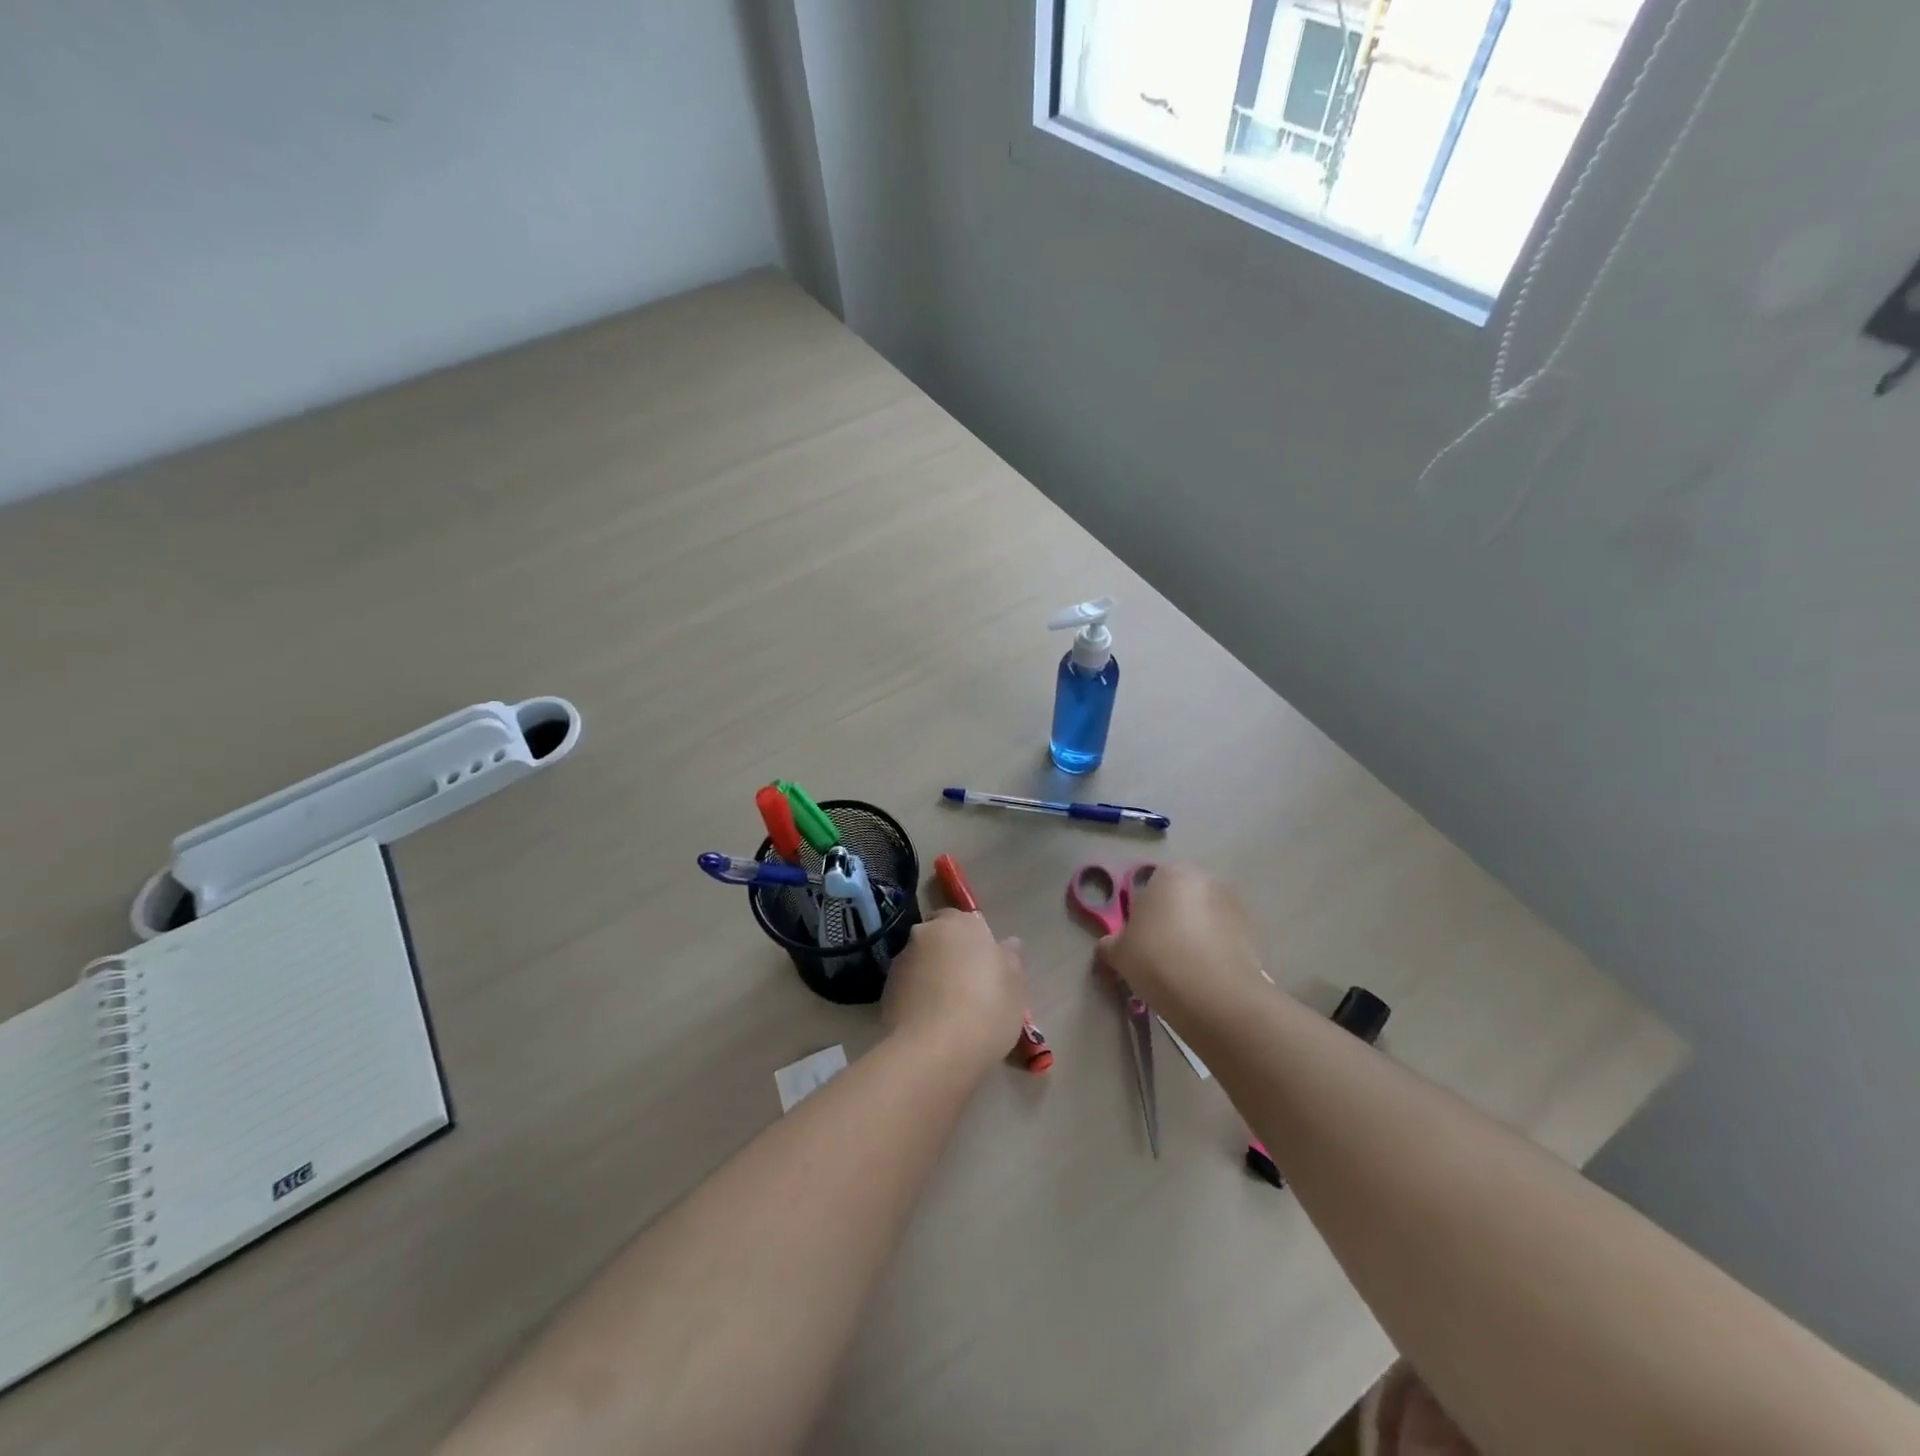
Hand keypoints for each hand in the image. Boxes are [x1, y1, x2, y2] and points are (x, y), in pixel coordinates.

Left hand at [882, 909, 1029, 1067]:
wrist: (933, 1051)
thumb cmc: (986, 1010)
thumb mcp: (1016, 987)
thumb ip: (1012, 959)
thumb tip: (1008, 943)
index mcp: (961, 924)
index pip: (966, 920)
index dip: (975, 941)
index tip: (985, 967)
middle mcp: (927, 933)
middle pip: (940, 938)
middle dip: (949, 954)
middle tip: (967, 987)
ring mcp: (902, 960)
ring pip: (921, 962)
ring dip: (930, 975)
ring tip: (946, 1011)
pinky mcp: (885, 989)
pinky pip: (907, 987)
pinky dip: (916, 997)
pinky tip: (928, 1023)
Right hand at [1095, 864, 1267, 1018]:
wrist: (1214, 994)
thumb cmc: (1156, 958)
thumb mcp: (1118, 952)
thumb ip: (1110, 943)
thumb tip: (1109, 945)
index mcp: (1170, 873)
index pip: (1149, 887)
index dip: (1141, 915)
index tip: (1138, 941)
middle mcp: (1204, 879)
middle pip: (1180, 900)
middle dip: (1170, 921)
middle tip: (1157, 954)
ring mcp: (1233, 905)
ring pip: (1203, 919)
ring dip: (1194, 936)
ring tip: (1181, 970)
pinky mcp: (1252, 933)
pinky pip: (1222, 939)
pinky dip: (1213, 952)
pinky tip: (1202, 977)